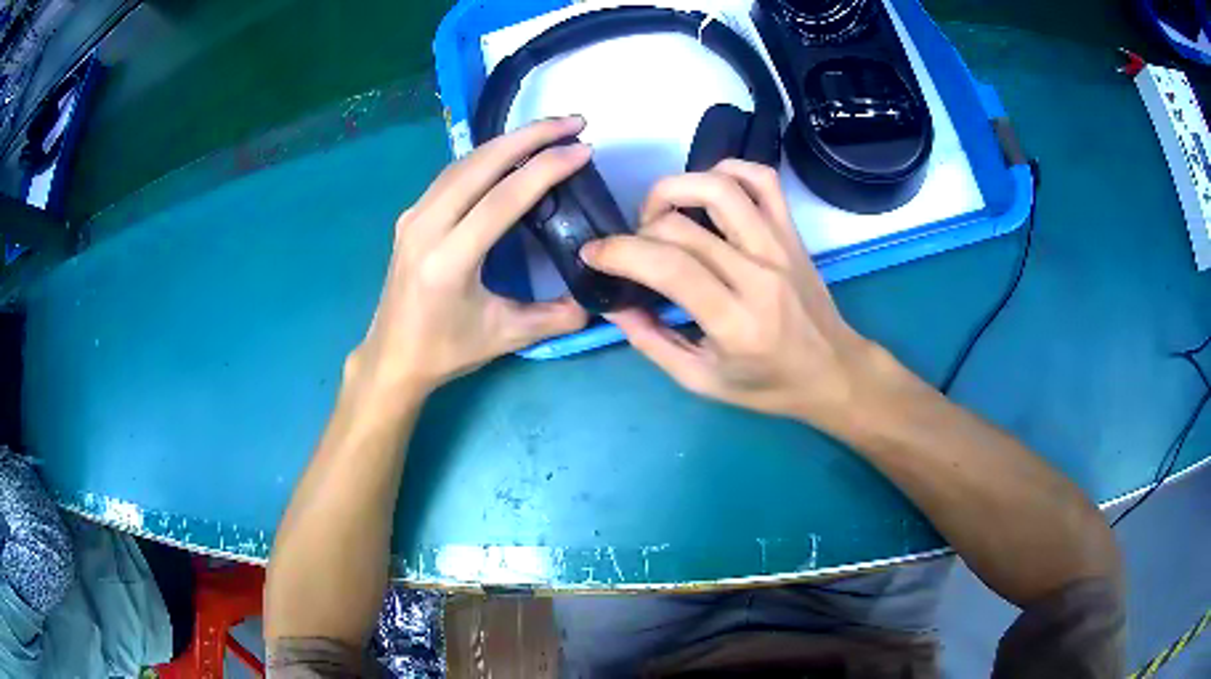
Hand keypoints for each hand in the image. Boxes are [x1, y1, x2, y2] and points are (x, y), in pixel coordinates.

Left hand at [347, 117, 590, 401]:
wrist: (392, 356)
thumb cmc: (446, 350)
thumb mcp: (506, 336)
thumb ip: (557, 316)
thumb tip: (598, 297)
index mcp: (448, 260)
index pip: (503, 198)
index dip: (546, 168)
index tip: (584, 148)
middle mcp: (426, 227)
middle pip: (482, 164)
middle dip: (531, 136)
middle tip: (573, 121)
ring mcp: (413, 217)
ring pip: (465, 162)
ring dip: (508, 140)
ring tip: (549, 130)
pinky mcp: (411, 216)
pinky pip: (452, 174)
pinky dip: (486, 157)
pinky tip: (509, 153)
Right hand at [581, 160, 887, 431]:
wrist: (833, 371)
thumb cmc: (768, 385)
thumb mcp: (702, 381)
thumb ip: (653, 342)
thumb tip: (615, 304)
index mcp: (735, 322)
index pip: (668, 266)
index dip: (619, 252)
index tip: (593, 254)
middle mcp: (759, 275)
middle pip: (683, 225)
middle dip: (638, 230)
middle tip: (631, 249)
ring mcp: (780, 246)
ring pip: (720, 187)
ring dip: (675, 188)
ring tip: (661, 213)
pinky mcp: (792, 232)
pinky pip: (762, 179)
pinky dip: (727, 170)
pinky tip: (707, 189)